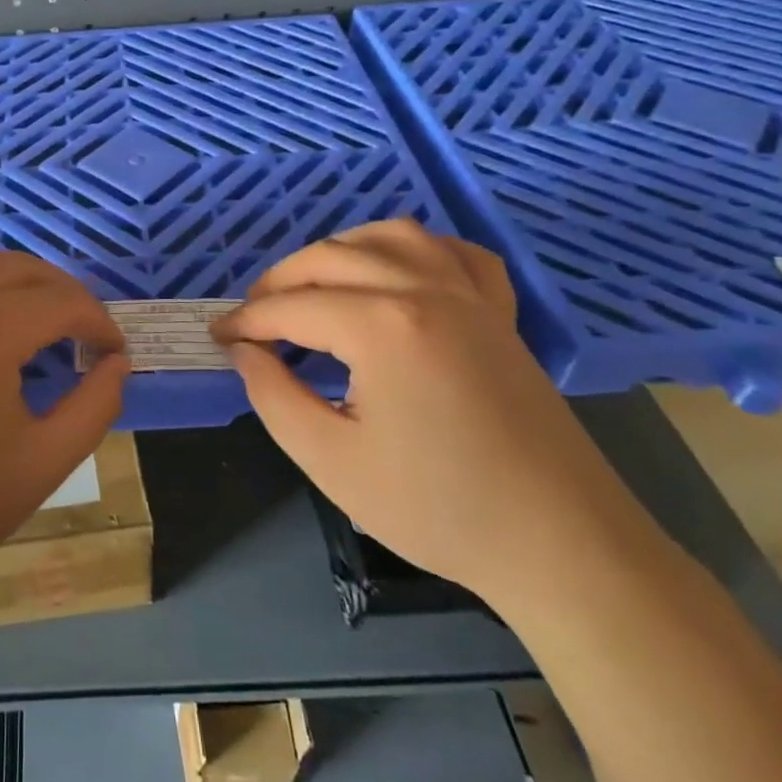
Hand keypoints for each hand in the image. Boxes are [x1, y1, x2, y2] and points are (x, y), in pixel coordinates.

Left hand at [0, 241, 129, 598]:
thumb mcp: (45, 464)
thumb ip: (95, 406)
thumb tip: (116, 363)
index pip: (62, 303)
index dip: (98, 322)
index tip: (111, 350)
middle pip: (18, 268)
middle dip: (60, 293)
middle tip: (77, 329)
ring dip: (3, 270)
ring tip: (21, 304)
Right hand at [213, 221, 655, 607]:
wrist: (562, 545)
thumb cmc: (438, 508)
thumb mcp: (330, 460)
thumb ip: (273, 396)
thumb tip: (245, 352)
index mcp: (380, 326)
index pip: (291, 306)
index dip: (246, 321)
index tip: (218, 338)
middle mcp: (423, 290)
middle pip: (330, 258)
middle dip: (279, 282)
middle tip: (254, 318)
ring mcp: (469, 295)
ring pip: (390, 236)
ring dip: (340, 250)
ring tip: (313, 284)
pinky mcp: (500, 313)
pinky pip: (454, 253)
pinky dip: (416, 250)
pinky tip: (399, 272)